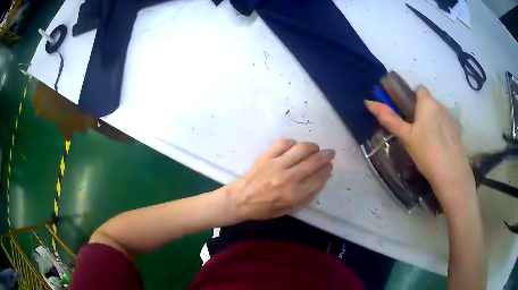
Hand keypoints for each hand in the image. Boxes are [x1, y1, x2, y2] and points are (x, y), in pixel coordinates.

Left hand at [227, 139, 334, 220]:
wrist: (242, 199)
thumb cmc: (267, 208)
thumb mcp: (292, 208)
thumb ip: (310, 194)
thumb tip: (324, 176)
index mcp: (295, 194)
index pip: (319, 177)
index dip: (327, 169)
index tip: (329, 166)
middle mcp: (288, 178)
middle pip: (314, 161)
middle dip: (326, 155)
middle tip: (330, 153)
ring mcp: (276, 165)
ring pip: (301, 148)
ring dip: (312, 146)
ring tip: (314, 148)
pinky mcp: (266, 156)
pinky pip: (283, 143)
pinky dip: (292, 142)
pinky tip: (294, 147)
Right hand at [365, 86, 475, 212]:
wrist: (451, 174)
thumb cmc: (426, 151)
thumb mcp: (406, 137)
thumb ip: (389, 119)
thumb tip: (368, 102)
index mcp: (428, 103)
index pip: (420, 89)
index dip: (413, 97)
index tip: (407, 112)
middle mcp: (441, 106)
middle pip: (429, 103)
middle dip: (421, 111)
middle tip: (414, 131)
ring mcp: (451, 120)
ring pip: (438, 115)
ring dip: (432, 122)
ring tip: (427, 142)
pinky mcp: (457, 133)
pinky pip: (446, 126)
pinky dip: (441, 132)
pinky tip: (438, 148)